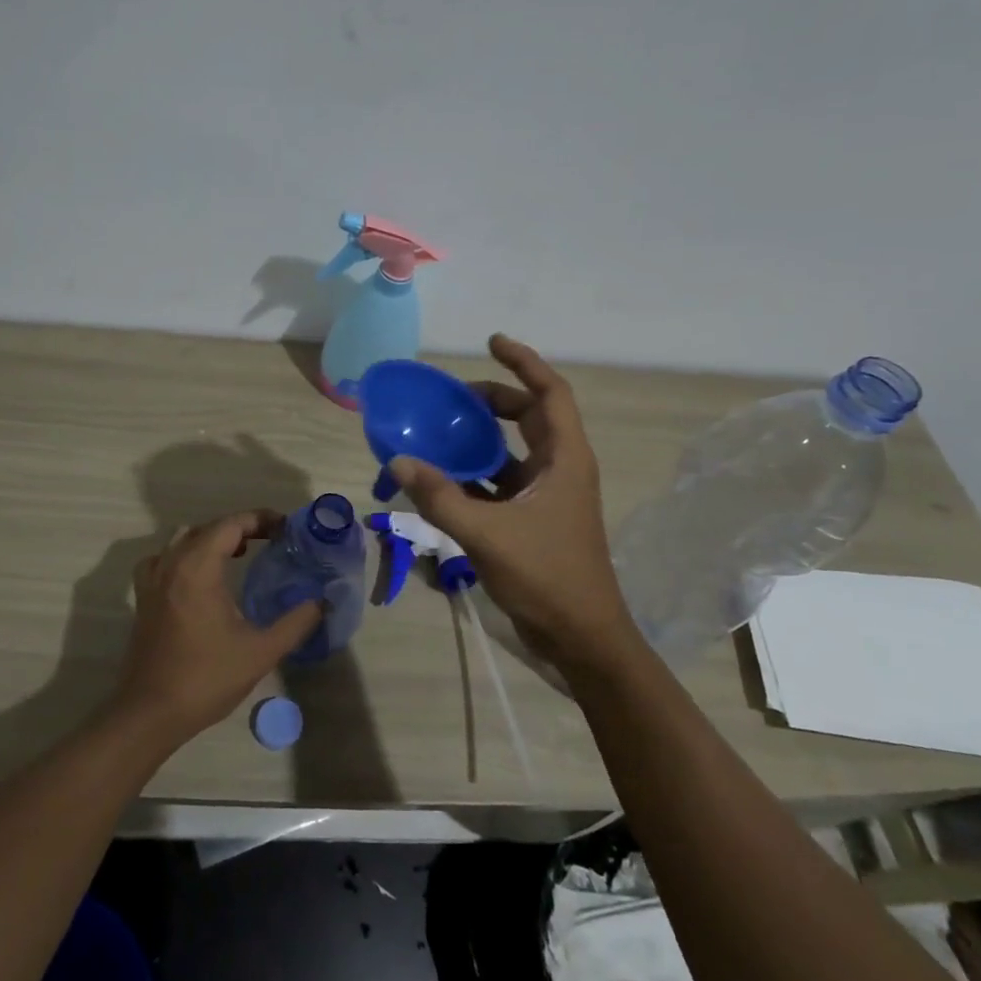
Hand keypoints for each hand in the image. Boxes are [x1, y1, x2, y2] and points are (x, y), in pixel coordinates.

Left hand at [112, 511, 322, 743]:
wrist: (150, 712)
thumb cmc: (206, 678)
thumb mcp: (260, 652)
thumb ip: (295, 623)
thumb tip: (322, 602)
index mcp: (198, 567)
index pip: (231, 524)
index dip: (260, 519)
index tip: (286, 528)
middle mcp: (172, 563)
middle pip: (209, 527)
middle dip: (241, 527)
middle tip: (271, 540)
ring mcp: (153, 579)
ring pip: (183, 538)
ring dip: (212, 538)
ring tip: (239, 553)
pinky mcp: (144, 597)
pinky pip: (164, 558)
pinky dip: (184, 554)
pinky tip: (198, 576)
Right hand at [390, 335, 628, 664]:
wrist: (583, 638)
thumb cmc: (548, 577)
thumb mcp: (487, 534)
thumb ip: (440, 497)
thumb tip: (397, 461)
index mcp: (565, 459)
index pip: (550, 393)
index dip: (523, 362)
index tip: (492, 342)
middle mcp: (561, 468)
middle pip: (531, 415)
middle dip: (496, 398)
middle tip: (454, 396)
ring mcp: (549, 495)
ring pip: (515, 449)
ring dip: (483, 436)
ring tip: (443, 429)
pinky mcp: (536, 518)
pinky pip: (504, 480)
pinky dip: (477, 472)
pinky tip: (444, 477)